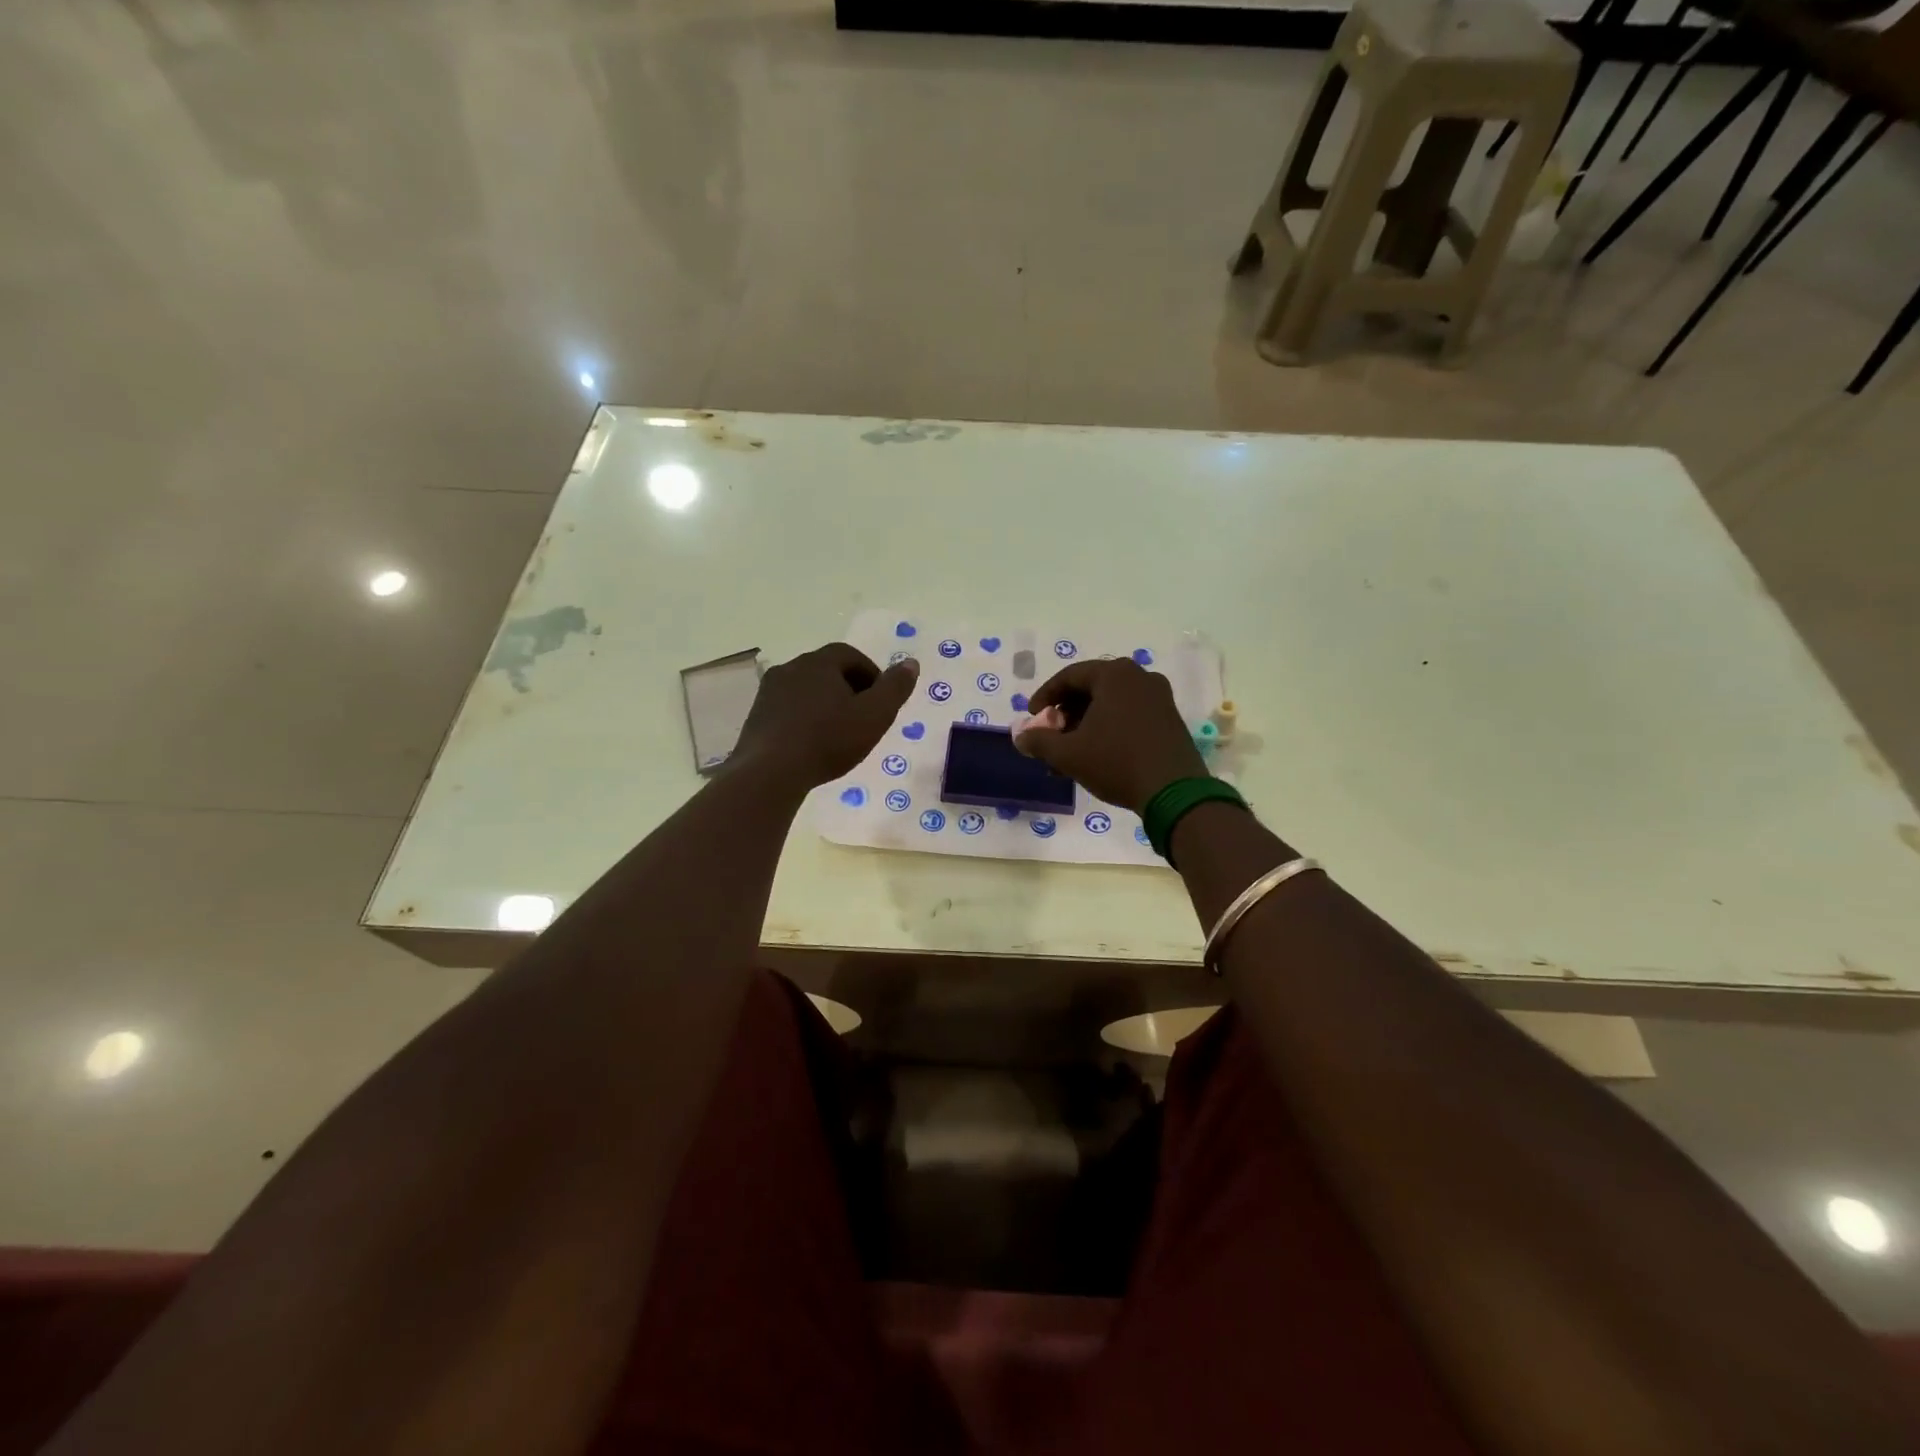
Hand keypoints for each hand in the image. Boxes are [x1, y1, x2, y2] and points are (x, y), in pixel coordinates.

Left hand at [733, 643, 919, 789]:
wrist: (770, 772)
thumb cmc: (828, 740)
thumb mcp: (874, 715)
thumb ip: (895, 688)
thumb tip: (911, 663)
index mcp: (820, 662)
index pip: (851, 656)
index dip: (871, 674)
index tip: (881, 700)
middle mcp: (791, 668)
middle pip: (827, 671)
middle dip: (848, 688)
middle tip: (863, 717)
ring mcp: (769, 692)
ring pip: (806, 690)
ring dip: (824, 704)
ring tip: (838, 733)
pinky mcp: (756, 716)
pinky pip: (788, 709)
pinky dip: (804, 719)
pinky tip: (812, 744)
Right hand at [1014, 658, 1207, 813]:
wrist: (1174, 791)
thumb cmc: (1116, 762)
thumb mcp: (1068, 754)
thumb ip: (1039, 741)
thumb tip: (1020, 737)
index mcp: (1114, 674)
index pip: (1069, 676)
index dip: (1045, 696)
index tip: (1032, 717)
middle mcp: (1139, 677)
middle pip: (1091, 688)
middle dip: (1066, 713)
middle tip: (1051, 735)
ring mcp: (1159, 697)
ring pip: (1111, 703)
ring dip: (1086, 723)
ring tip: (1070, 752)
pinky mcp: (1170, 718)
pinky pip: (1130, 714)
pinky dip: (1108, 728)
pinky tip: (1096, 754)